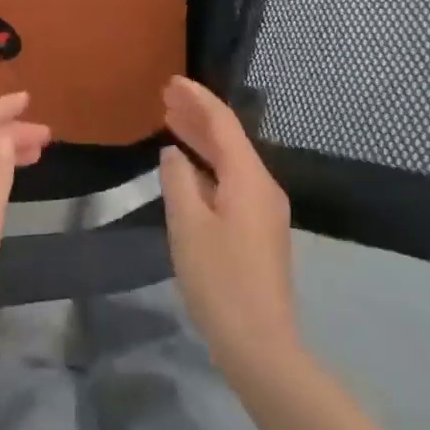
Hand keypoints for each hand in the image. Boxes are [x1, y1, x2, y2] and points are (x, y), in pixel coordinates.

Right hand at [159, 76, 301, 378]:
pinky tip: (189, 169)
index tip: (172, 81)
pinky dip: (209, 166)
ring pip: (231, 160)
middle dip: (198, 115)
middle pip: (229, 138)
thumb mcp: (188, 227)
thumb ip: (178, 181)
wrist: (262, 347)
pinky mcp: (259, 231)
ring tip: (171, 121)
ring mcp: (264, 210)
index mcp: (248, 178)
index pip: (222, 123)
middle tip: (166, 97)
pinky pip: (232, 181)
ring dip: (202, 140)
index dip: (197, 99)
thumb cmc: (220, 281)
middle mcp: (262, 185)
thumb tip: (173, 154)